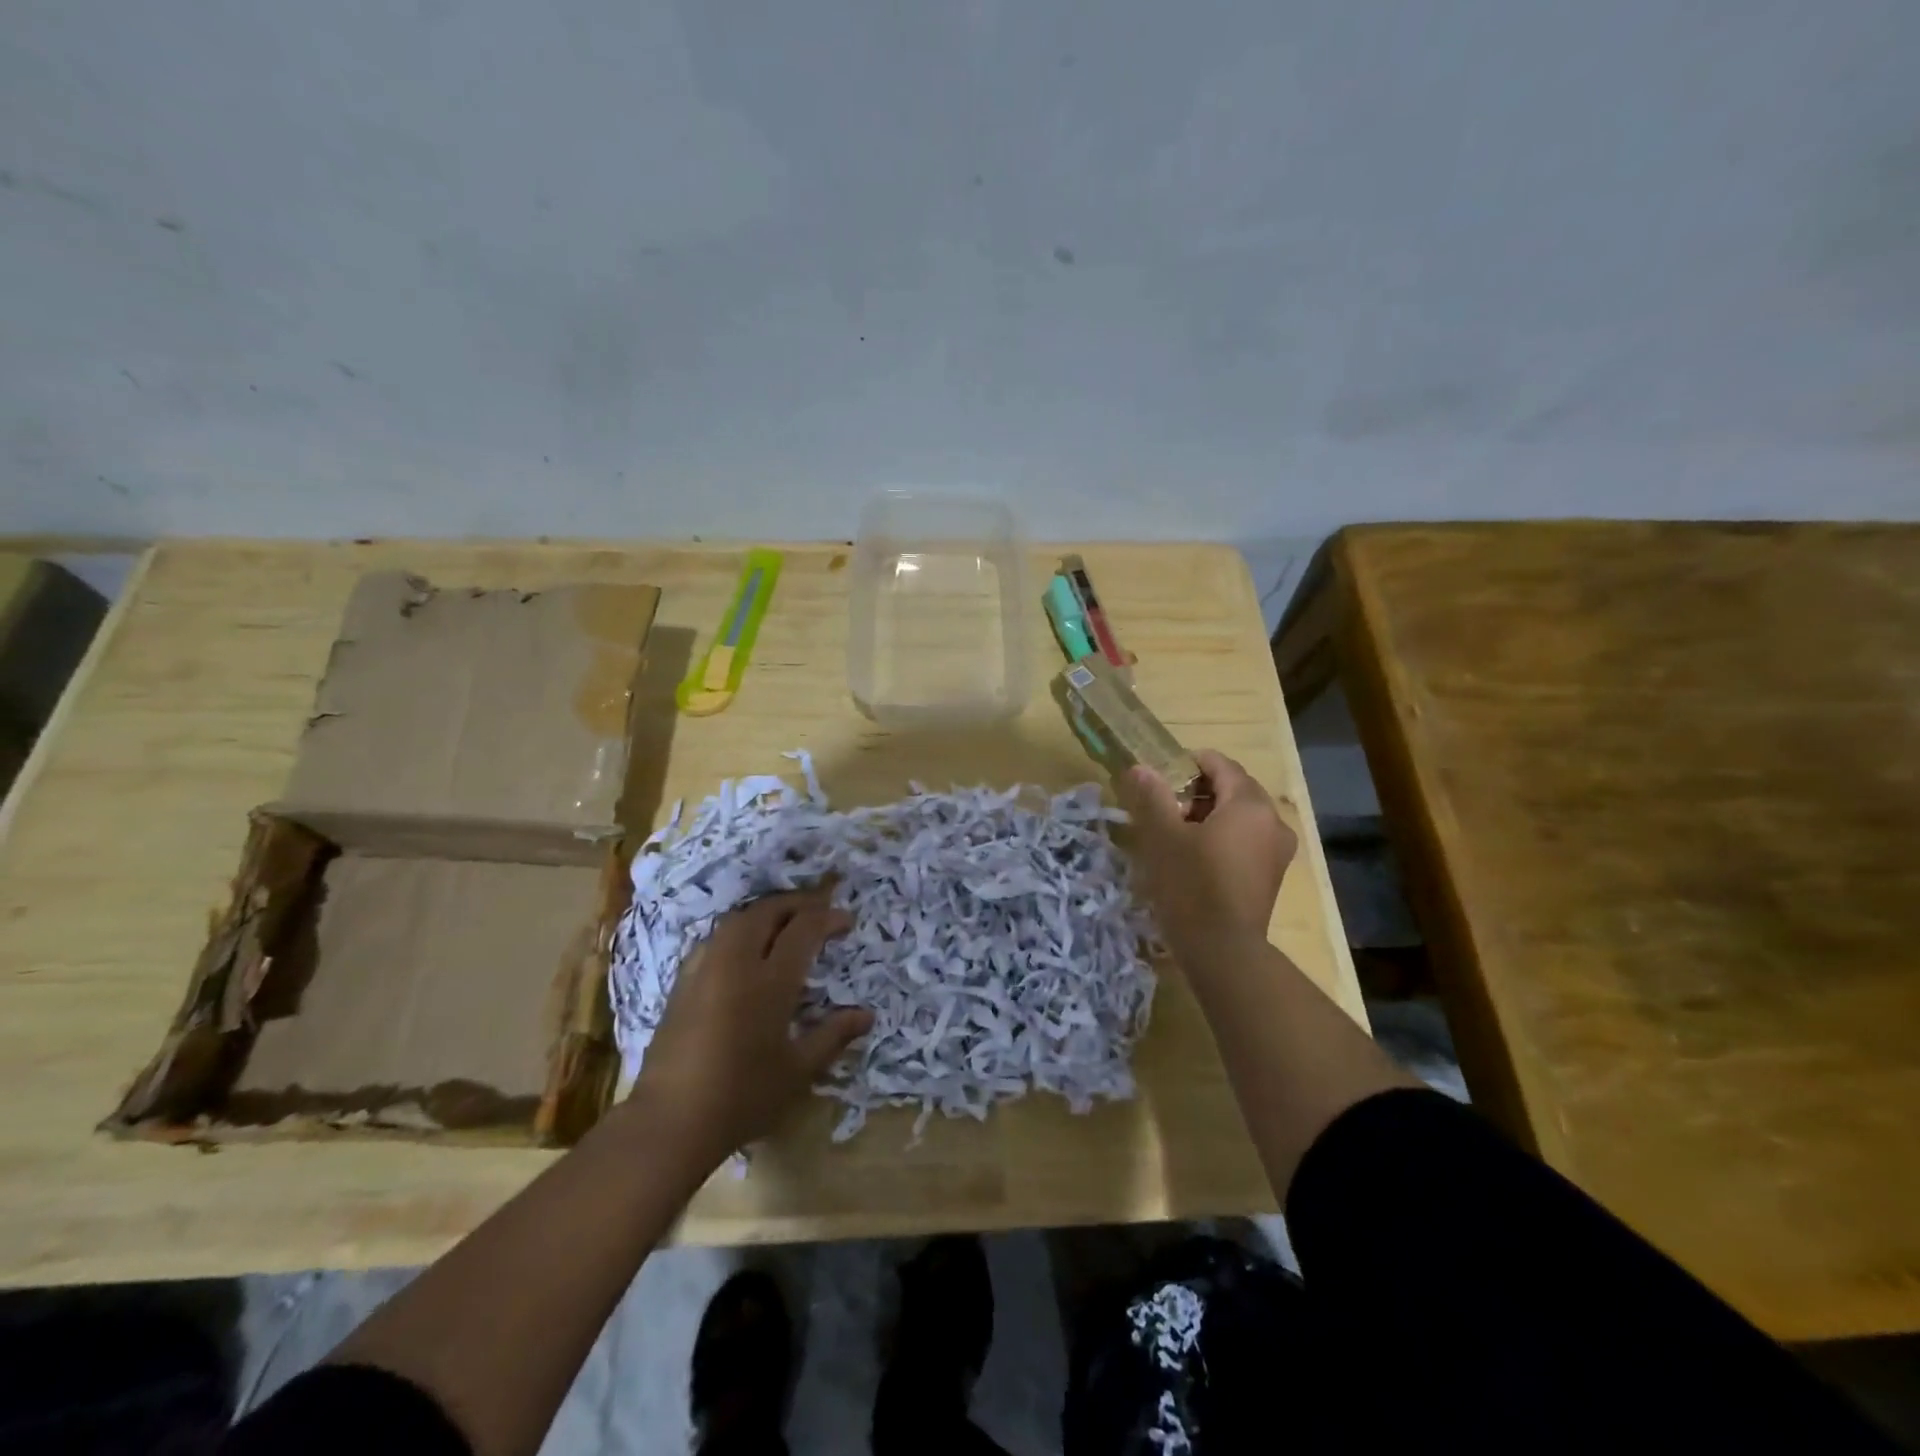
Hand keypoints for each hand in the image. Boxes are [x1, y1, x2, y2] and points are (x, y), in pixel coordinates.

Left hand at [635, 890, 872, 1158]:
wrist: (670, 1122)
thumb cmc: (742, 1096)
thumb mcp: (798, 1070)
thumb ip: (833, 1035)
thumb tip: (867, 1015)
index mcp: (769, 981)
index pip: (803, 929)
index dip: (827, 917)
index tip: (846, 920)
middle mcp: (735, 963)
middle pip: (766, 912)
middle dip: (796, 903)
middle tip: (818, 910)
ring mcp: (704, 970)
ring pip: (737, 920)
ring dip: (765, 913)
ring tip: (785, 922)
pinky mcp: (682, 984)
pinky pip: (715, 939)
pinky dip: (738, 931)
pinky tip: (744, 949)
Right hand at [1118, 749, 1297, 951]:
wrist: (1223, 951)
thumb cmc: (1191, 885)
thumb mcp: (1163, 837)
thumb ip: (1152, 797)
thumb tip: (1141, 768)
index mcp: (1249, 804)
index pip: (1221, 764)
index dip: (1190, 763)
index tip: (1162, 775)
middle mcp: (1273, 821)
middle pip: (1234, 789)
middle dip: (1199, 791)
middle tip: (1164, 805)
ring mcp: (1278, 850)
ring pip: (1242, 816)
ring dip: (1210, 815)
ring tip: (1177, 832)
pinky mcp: (1272, 875)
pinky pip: (1248, 840)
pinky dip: (1224, 837)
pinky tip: (1197, 856)